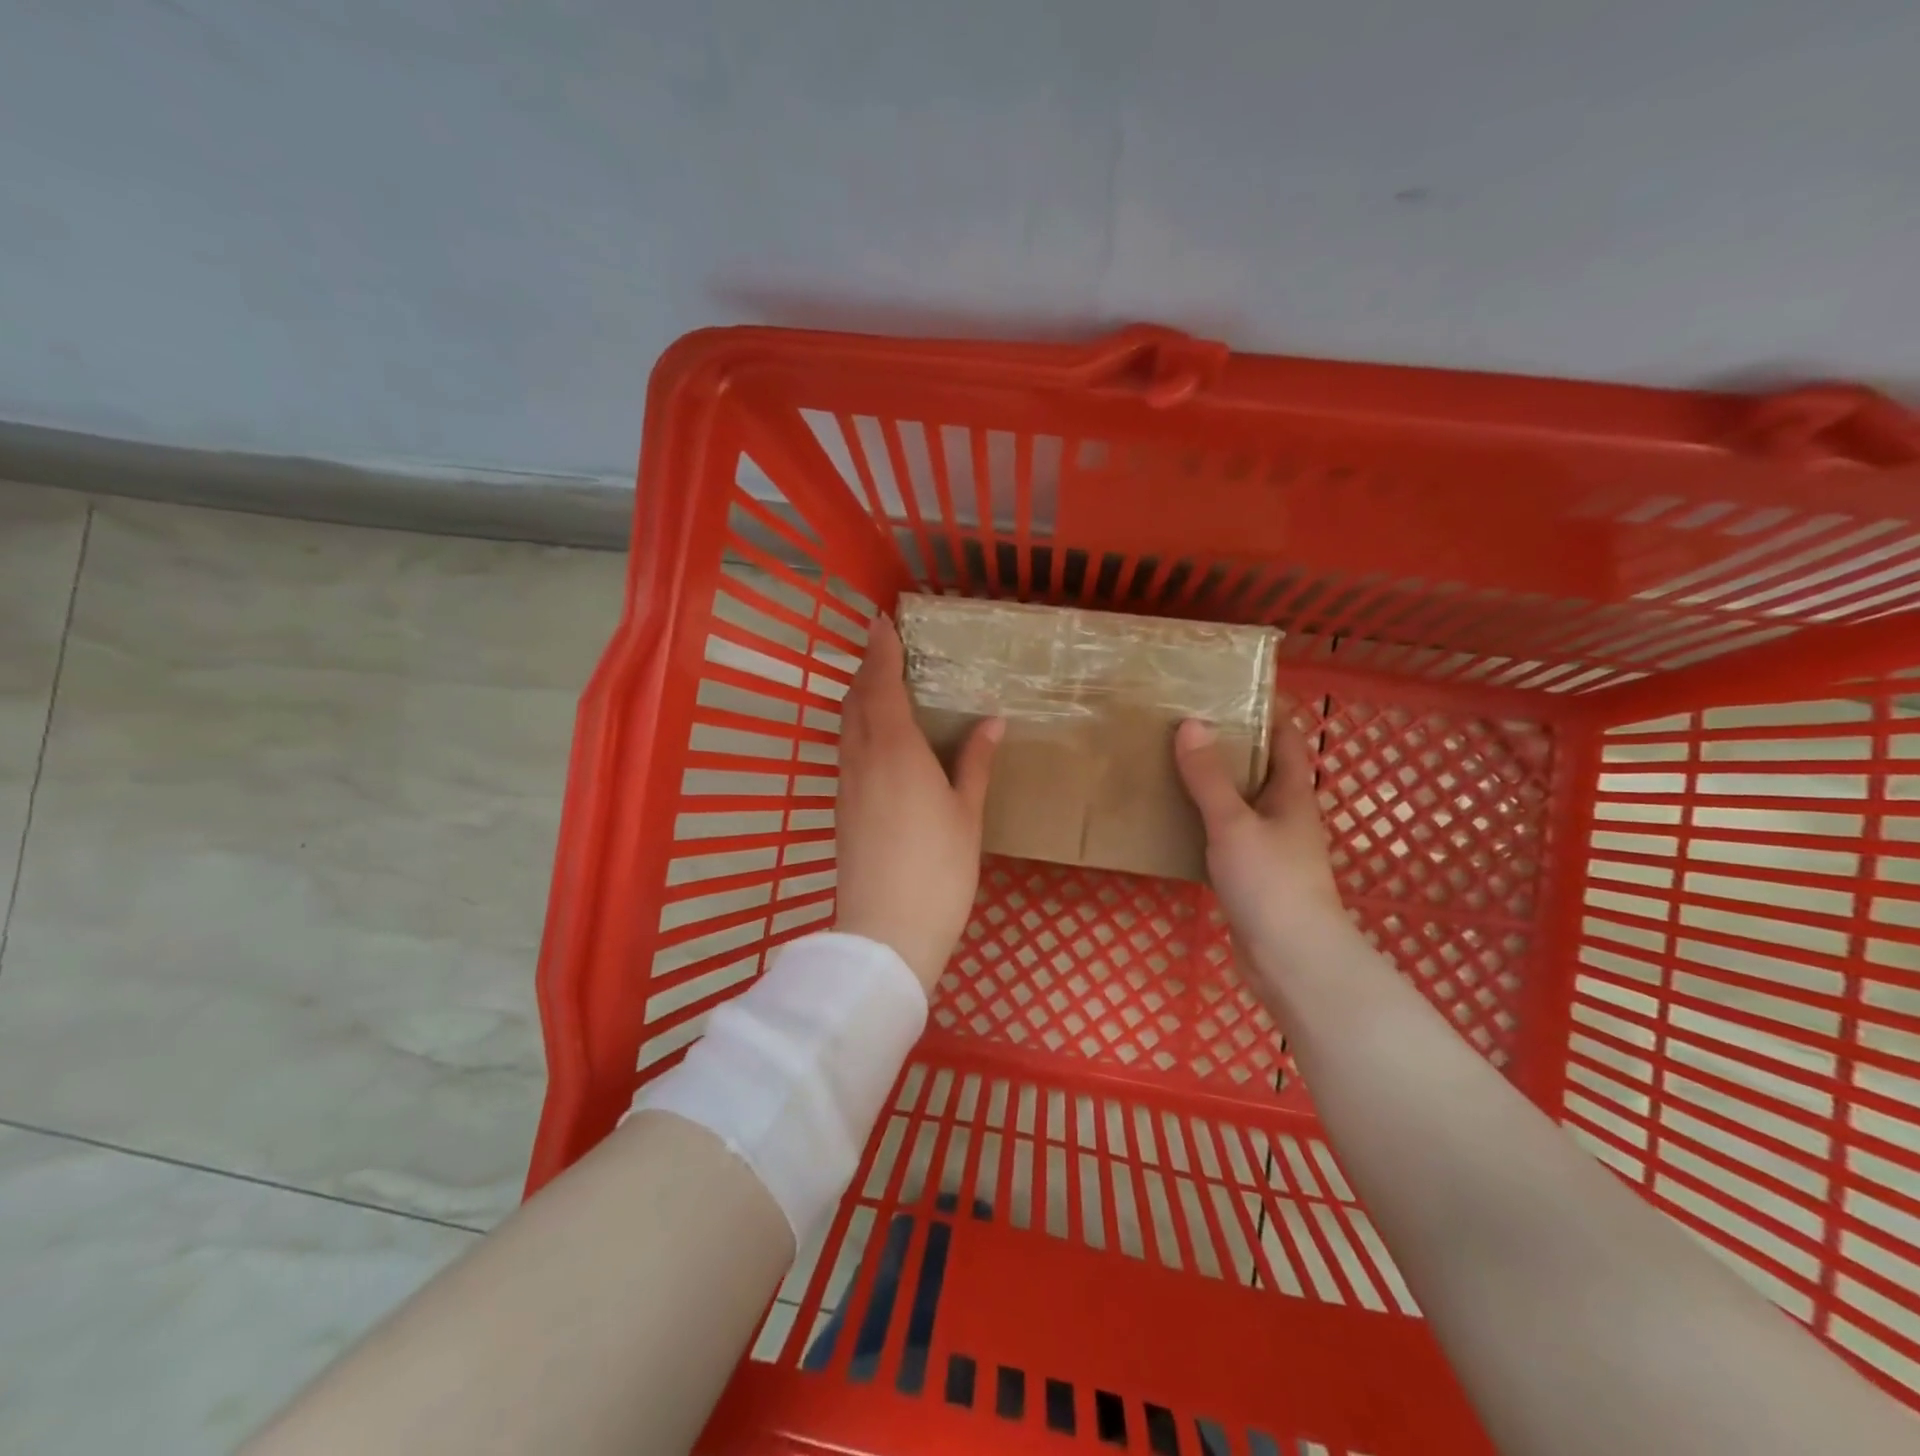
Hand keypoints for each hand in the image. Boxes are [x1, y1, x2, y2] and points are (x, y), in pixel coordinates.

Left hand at [835, 614, 1003, 991]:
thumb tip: (992, 721)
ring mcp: (846, 785)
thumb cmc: (938, 869)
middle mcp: (862, 759)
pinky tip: (876, 739)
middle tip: (886, 651)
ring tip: (881, 686)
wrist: (886, 931)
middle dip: (867, 669)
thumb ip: (975, 762)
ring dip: (858, 697)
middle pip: (855, 700)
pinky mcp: (841, 809)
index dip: (880, 651)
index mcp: (895, 750)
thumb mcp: (967, 814)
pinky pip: (845, 751)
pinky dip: (856, 728)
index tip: (882, 622)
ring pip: (845, 726)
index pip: (880, 685)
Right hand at [1174, 718, 1346, 975]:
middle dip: (1229, 744)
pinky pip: (1224, 834)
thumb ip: (1209, 777)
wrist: (1290, 959)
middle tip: (1184, 722)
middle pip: (1259, 768)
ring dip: (1212, 783)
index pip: (1286, 737)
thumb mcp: (1233, 823)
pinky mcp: (1251, 875)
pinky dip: (1203, 820)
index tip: (1230, 689)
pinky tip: (1174, 818)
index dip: (1267, 710)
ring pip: (1239, 802)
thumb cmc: (1270, 882)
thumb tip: (1191, 723)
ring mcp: (1269, 847)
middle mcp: (1285, 815)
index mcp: (1292, 794)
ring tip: (1170, 762)